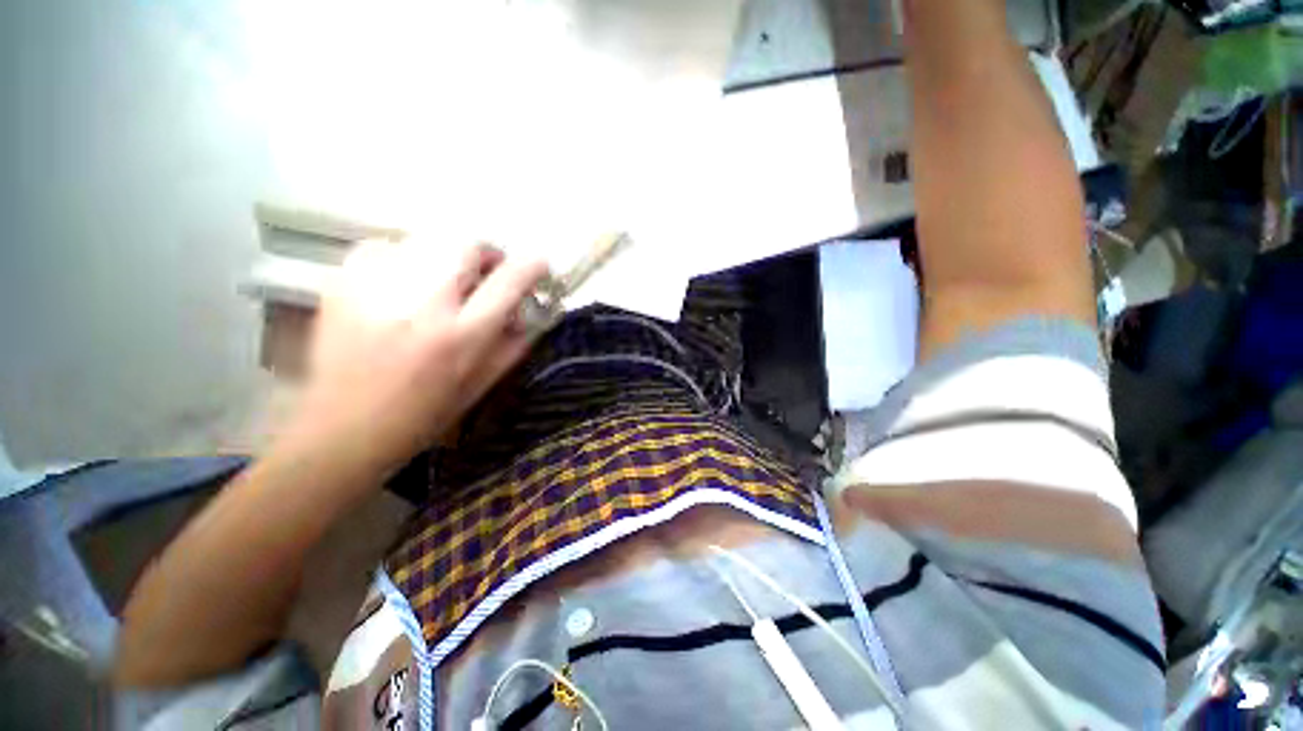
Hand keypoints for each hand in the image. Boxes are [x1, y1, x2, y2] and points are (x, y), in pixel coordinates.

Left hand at [283, 240, 548, 476]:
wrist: (344, 428)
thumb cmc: (424, 414)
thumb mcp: (482, 384)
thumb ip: (512, 343)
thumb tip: (526, 309)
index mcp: (461, 337)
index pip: (508, 283)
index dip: (531, 266)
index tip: (540, 265)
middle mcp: (422, 305)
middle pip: (467, 245)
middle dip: (488, 254)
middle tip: (487, 274)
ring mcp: (376, 289)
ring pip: (428, 239)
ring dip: (449, 256)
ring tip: (445, 281)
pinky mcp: (342, 283)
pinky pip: (386, 246)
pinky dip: (406, 257)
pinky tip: (404, 284)